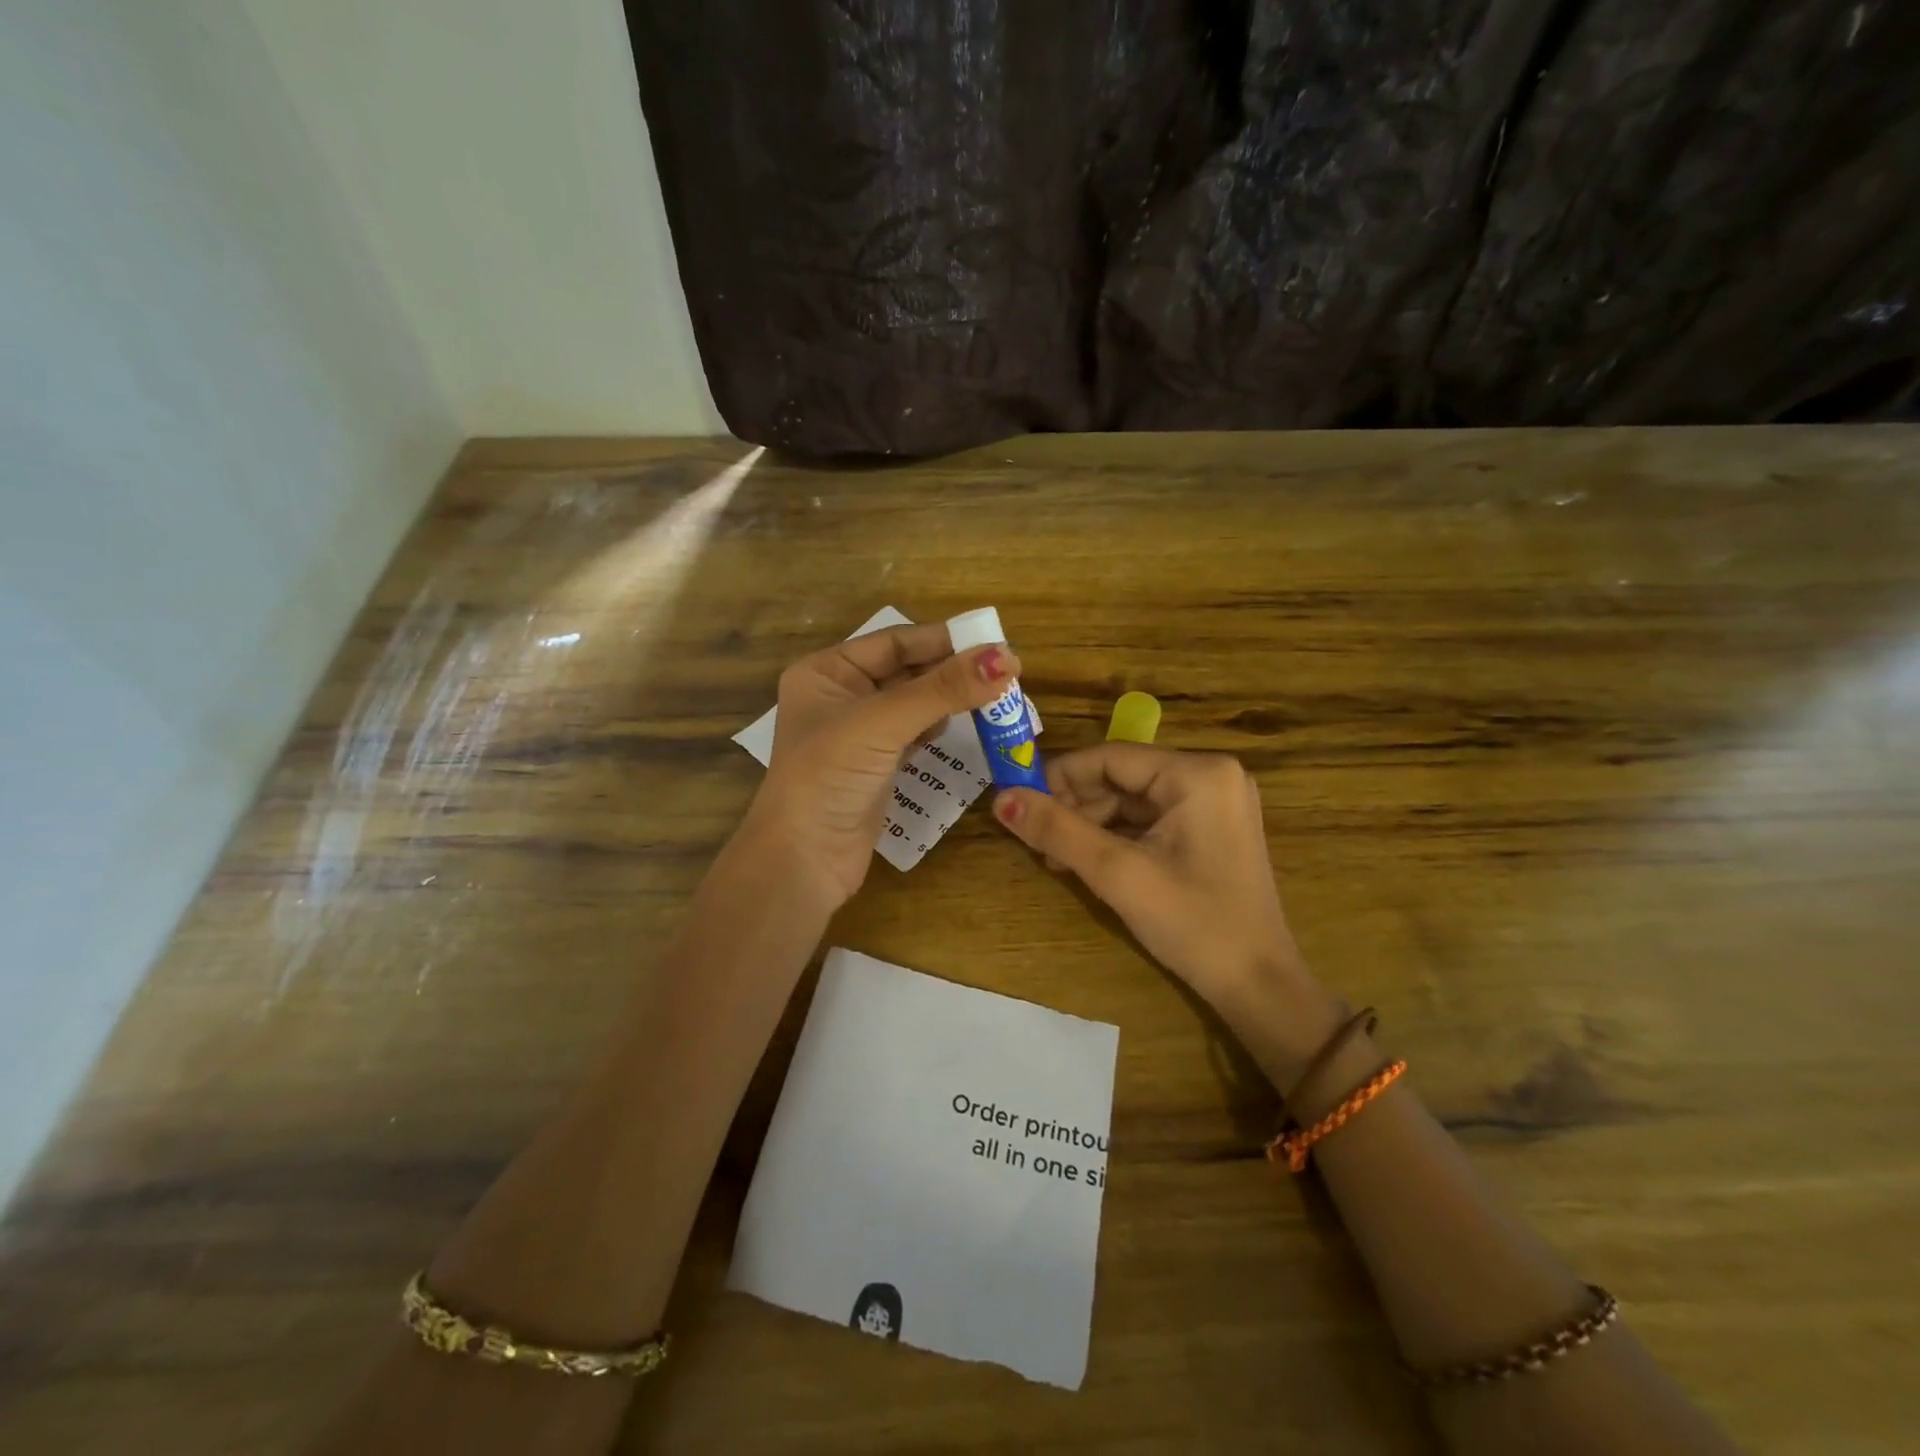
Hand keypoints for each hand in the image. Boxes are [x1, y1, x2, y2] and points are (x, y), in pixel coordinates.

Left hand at [743, 623, 1018, 910]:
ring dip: (949, 699)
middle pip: (906, 671)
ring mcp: (858, 734)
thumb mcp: (883, 723)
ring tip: (994, 695)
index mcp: (826, 672)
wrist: (803, 861)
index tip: (995, 641)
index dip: (943, 639)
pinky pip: (914, 734)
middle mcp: (840, 696)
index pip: (894, 642)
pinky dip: (939, 728)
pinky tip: (963, 725)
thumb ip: (943, 689)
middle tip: (1005, 670)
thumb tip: (1006, 657)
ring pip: (914, 703)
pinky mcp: (876, 766)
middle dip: (951, 670)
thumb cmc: (829, 776)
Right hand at [992, 745, 1342, 1085]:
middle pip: (1121, 777)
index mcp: (1198, 773)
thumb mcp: (1118, 874)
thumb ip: (1057, 831)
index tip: (1016, 800)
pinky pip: (1150, 820)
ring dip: (1090, 824)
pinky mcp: (1210, 829)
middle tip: (1034, 838)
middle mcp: (1210, 775)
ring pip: (1132, 800)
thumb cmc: (1193, 924)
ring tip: (1054, 858)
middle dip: (1074, 806)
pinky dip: (1116, 837)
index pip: (1109, 757)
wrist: (1258, 986)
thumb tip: (1001, 799)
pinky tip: (1085, 861)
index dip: (1058, 777)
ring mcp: (1214, 803)